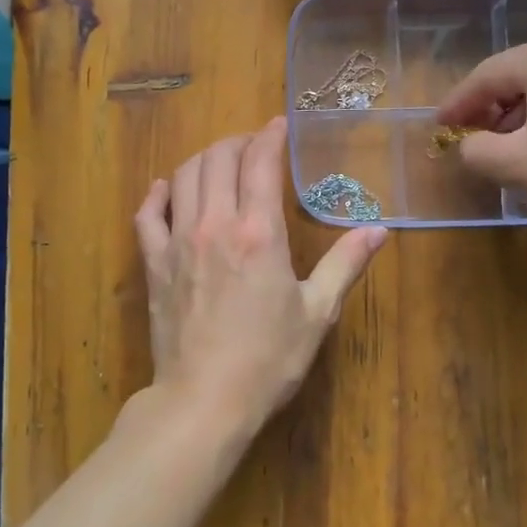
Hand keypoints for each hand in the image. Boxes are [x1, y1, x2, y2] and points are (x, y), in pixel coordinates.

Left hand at [134, 117, 386, 439]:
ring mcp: (177, 241)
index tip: (279, 125)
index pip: (260, 163)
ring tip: (221, 163)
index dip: (270, 136)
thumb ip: (345, 264)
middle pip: (218, 159)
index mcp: (258, 232)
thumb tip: (379, 229)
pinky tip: (167, 190)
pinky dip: (158, 194)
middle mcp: (214, 224)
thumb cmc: (268, 359)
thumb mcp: (317, 313)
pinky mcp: (154, 264)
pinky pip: (147, 214)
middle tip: (253, 145)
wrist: (204, 400)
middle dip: (237, 141)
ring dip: (204, 159)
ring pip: (183, 176)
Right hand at [437, 30, 526, 236]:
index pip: (486, 77)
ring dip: (521, 115)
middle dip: (490, 110)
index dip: (457, 105)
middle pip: (518, 77)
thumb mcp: (515, 166)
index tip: (438, 128)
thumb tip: (472, 145)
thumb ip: (476, 150)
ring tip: (508, 151)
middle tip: (472, 141)